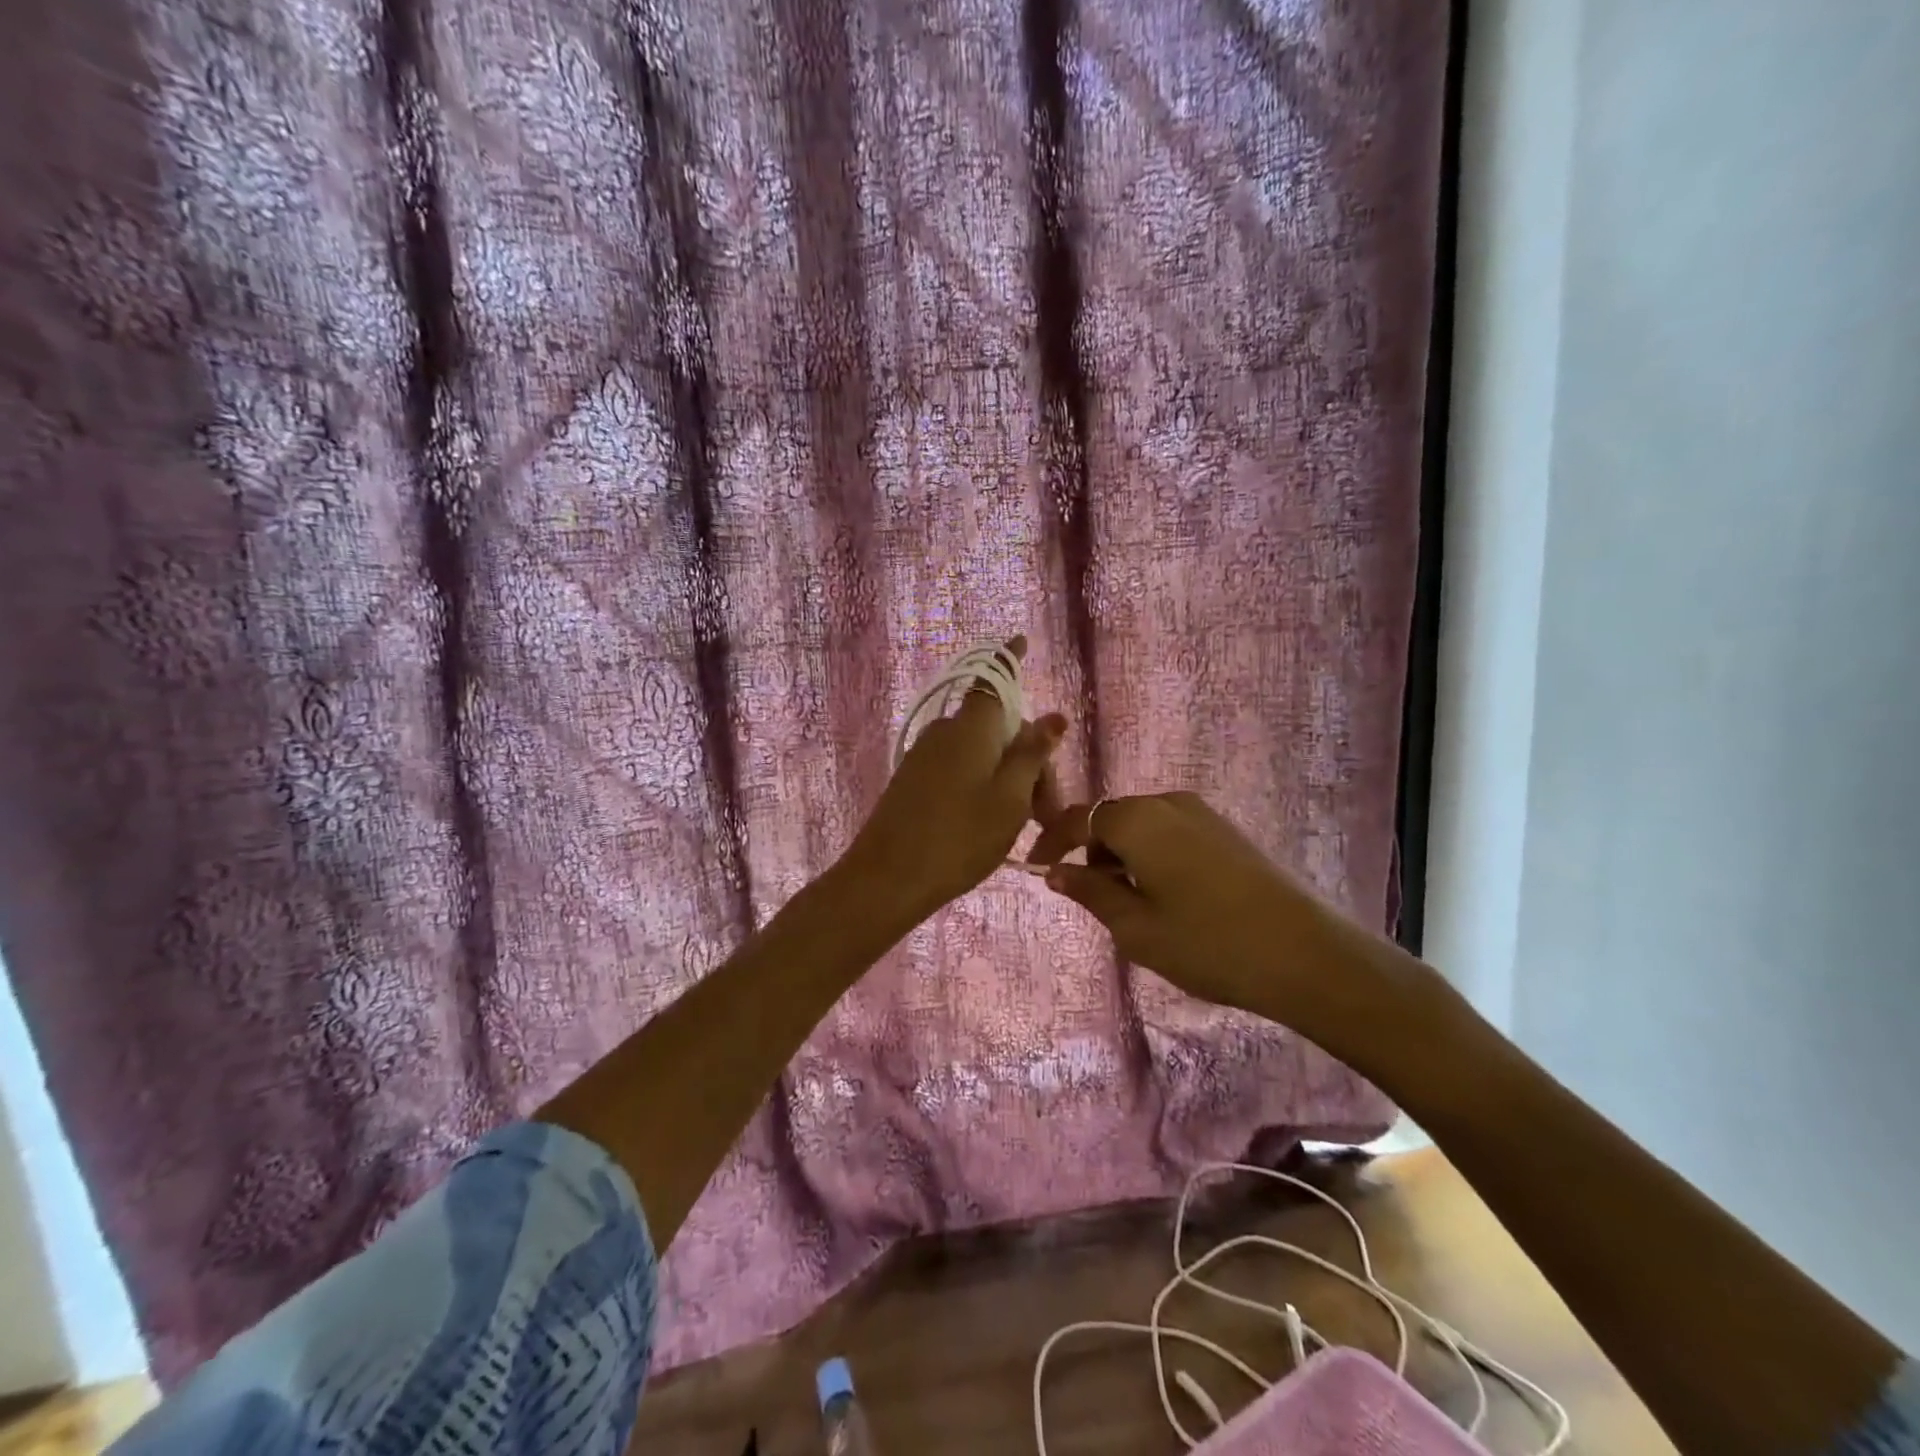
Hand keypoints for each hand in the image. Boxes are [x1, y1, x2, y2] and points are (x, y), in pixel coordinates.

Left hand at [842, 636, 1066, 918]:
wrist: (887, 879)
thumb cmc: (959, 837)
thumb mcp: (1009, 798)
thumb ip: (1032, 754)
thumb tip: (1053, 716)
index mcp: (971, 727)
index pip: (995, 679)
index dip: (1010, 660)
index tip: (1021, 641)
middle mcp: (946, 732)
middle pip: (997, 727)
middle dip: (1029, 757)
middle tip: (1047, 812)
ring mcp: (925, 756)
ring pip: (980, 752)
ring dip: (1008, 776)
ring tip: (1023, 824)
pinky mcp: (914, 781)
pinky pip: (959, 768)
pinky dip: (983, 784)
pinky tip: (992, 821)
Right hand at [1029, 792, 1350, 1024]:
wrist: (1306, 953)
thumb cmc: (1207, 942)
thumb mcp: (1136, 927)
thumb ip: (1090, 892)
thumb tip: (1055, 871)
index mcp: (1137, 820)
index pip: (1078, 818)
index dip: (1052, 842)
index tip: (1037, 870)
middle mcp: (1167, 803)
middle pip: (1112, 818)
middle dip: (1091, 852)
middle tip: (1090, 898)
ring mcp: (1203, 813)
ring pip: (1143, 826)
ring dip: (1124, 856)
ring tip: (1132, 905)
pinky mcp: (1227, 831)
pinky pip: (1172, 833)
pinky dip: (1154, 856)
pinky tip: (1169, 897)